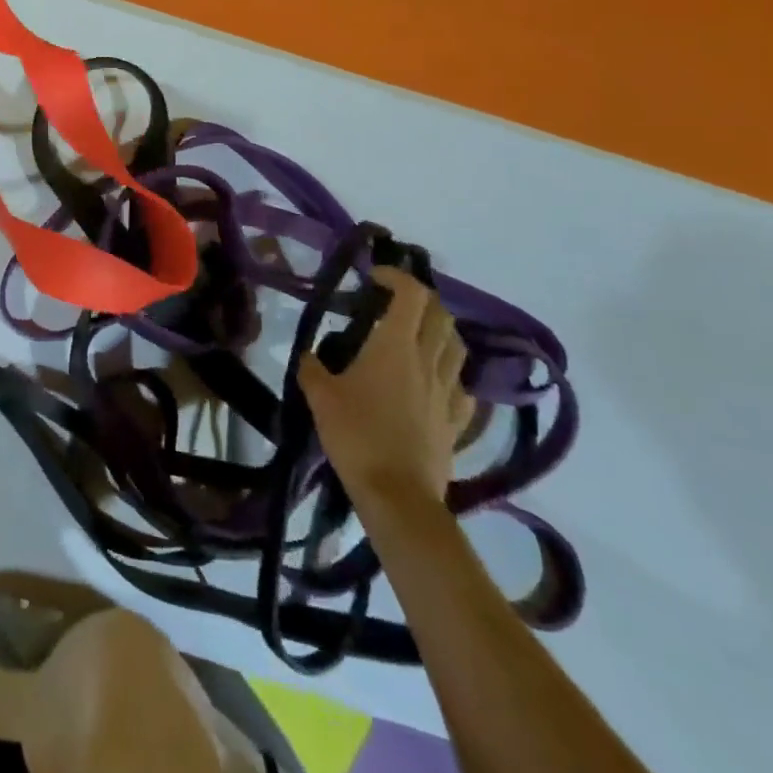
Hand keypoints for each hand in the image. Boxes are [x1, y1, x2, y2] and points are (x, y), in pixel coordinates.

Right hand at [300, 266, 473, 517]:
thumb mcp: (320, 396)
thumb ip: (312, 367)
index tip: (374, 276)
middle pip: (440, 313)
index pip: (410, 294)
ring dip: (440, 329)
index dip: (396, 276)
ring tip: (417, 333)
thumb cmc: (356, 436)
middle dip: (420, 298)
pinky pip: (462, 384)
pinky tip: (436, 380)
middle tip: (395, 300)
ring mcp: (447, 391)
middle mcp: (427, 360)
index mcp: (395, 346)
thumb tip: (309, 355)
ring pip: (457, 345)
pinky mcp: (457, 421)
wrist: (398, 496)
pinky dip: (450, 371)